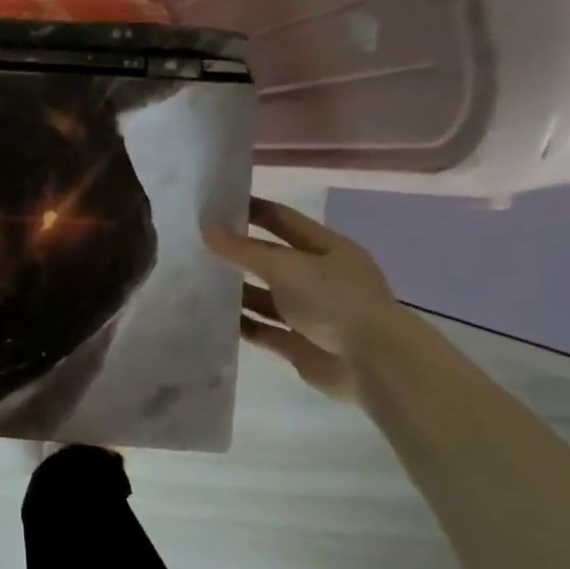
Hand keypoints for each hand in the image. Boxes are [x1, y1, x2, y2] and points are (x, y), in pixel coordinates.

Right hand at [203, 197, 401, 401]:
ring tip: (197, 280)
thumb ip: (244, 250)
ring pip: (266, 296)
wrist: (373, 364)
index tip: (215, 204)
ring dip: (237, 290)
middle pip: (272, 260)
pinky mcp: (299, 344)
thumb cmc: (334, 301)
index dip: (253, 210)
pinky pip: (263, 329)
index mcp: (328, 250)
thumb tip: (206, 228)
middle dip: (239, 253)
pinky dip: (241, 324)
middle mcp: (320, 278)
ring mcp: (311, 313)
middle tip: (196, 243)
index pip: (283, 220)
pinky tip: (211, 316)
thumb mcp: (285, 267)